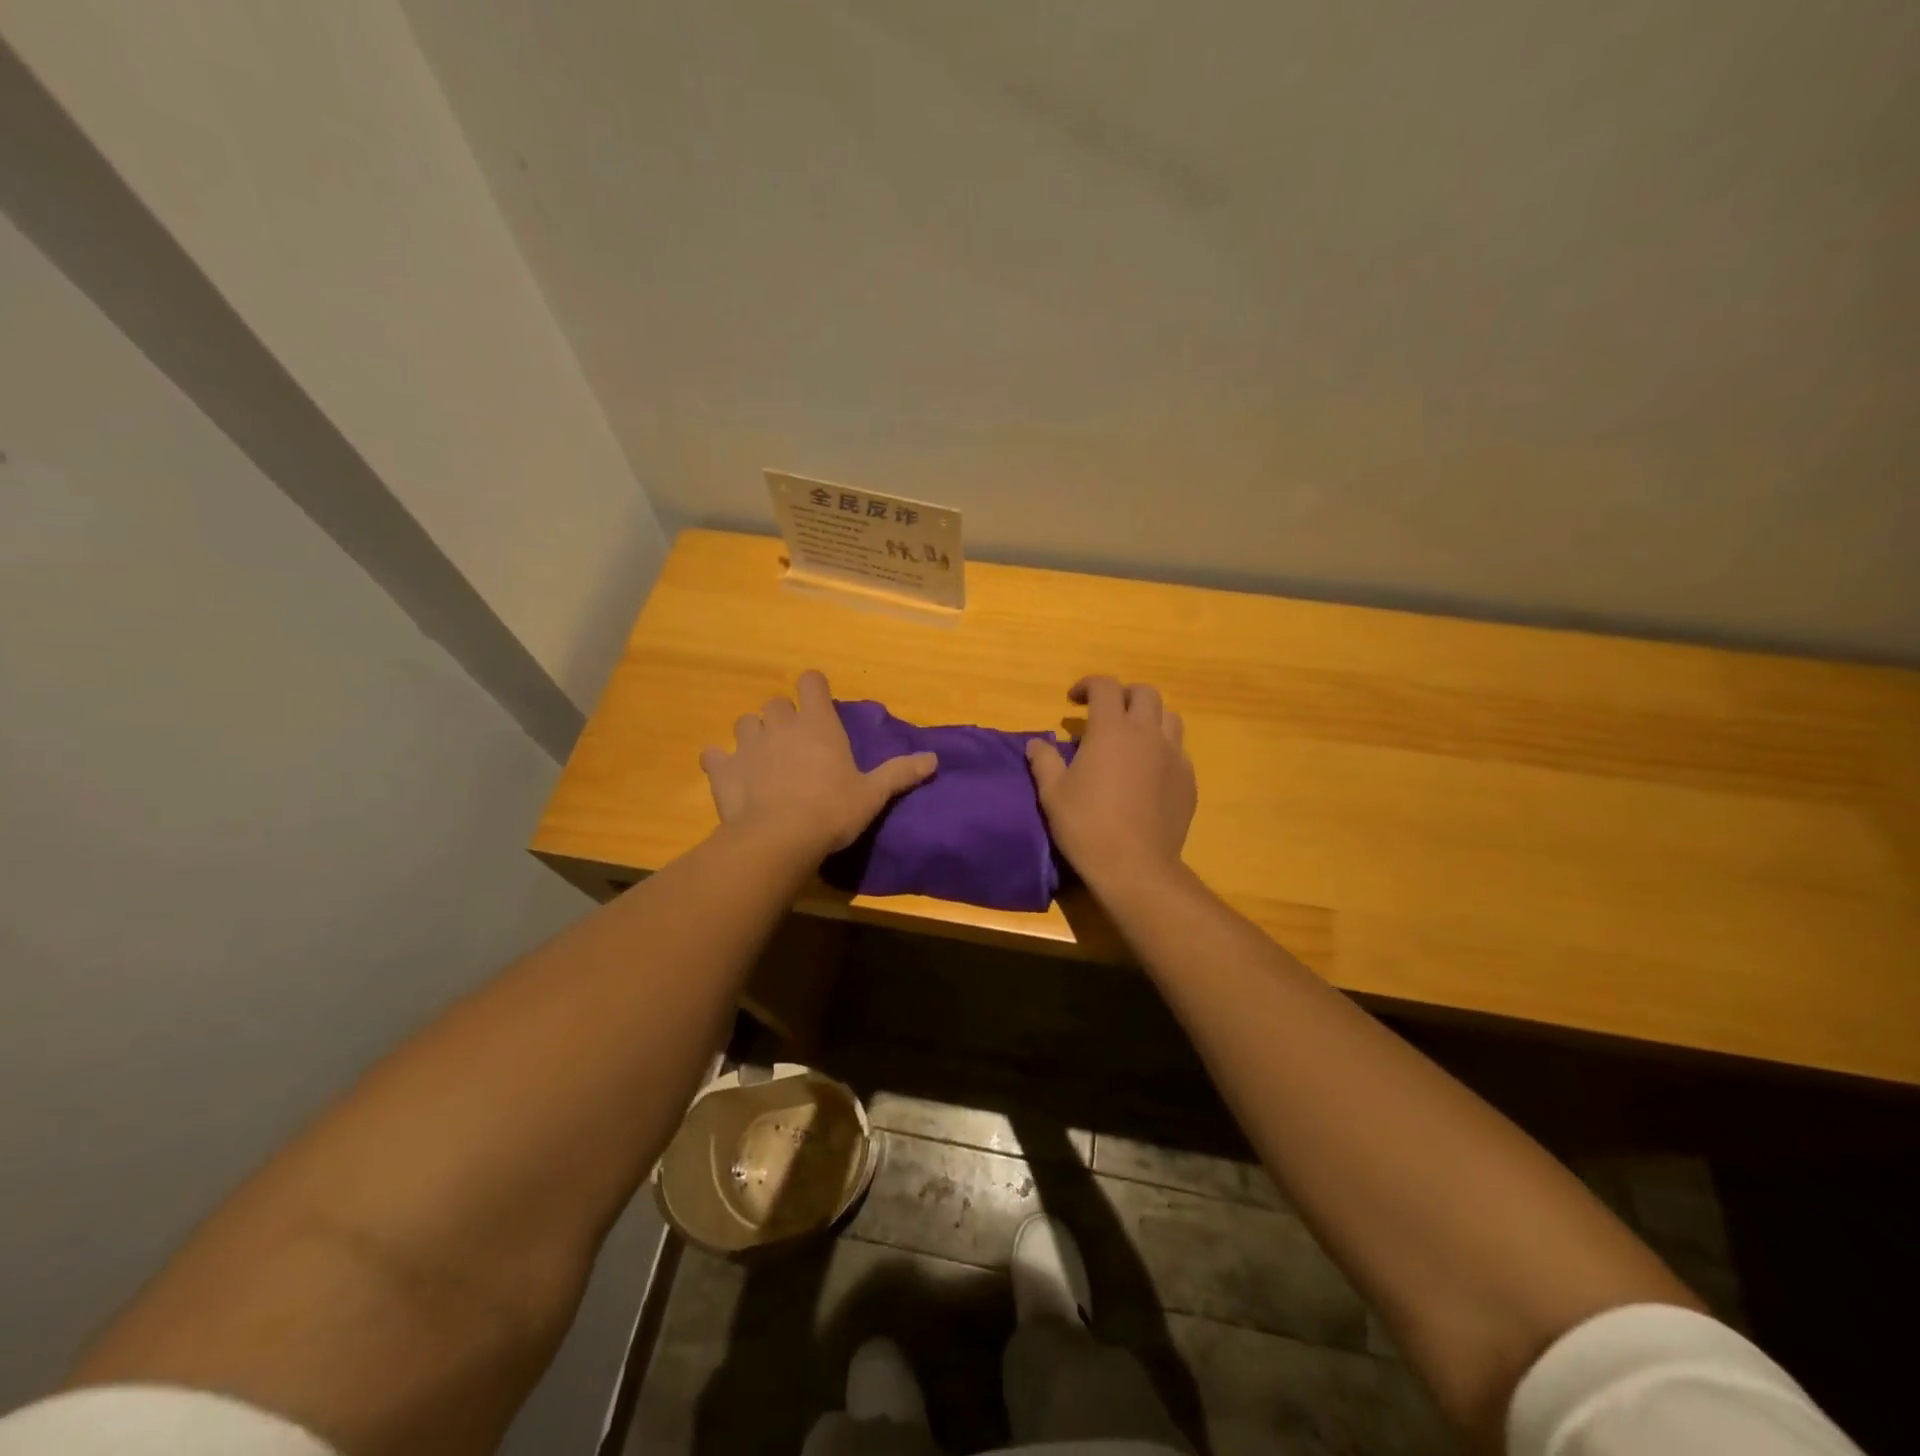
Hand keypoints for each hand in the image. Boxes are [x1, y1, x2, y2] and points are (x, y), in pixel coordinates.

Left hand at [700, 670, 936, 856]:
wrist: (779, 839)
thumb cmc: (832, 811)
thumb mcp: (872, 794)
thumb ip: (901, 773)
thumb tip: (934, 759)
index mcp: (818, 724)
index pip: (811, 683)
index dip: (814, 688)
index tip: (819, 703)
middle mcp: (780, 725)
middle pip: (776, 703)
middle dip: (783, 716)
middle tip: (794, 741)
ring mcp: (747, 745)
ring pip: (745, 723)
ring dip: (754, 734)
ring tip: (763, 757)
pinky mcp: (723, 770)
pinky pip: (714, 755)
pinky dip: (721, 761)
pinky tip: (730, 775)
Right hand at [1026, 676, 1195, 887]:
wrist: (1135, 866)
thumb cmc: (1087, 826)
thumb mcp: (1052, 793)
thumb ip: (1044, 761)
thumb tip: (1036, 743)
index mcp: (1111, 730)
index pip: (1105, 687)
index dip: (1088, 685)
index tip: (1074, 701)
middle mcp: (1147, 734)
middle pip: (1144, 693)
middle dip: (1123, 696)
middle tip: (1105, 714)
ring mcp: (1173, 756)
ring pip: (1169, 717)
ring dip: (1148, 717)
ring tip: (1131, 737)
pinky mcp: (1188, 780)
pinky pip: (1178, 750)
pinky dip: (1161, 748)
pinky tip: (1147, 770)